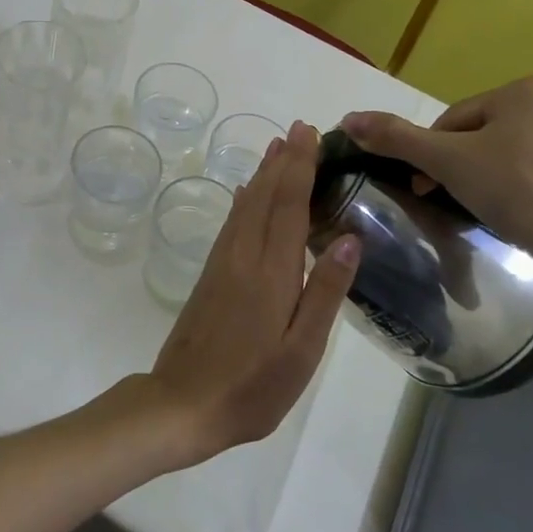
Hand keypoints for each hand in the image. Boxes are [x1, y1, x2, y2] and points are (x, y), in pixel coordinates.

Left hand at [145, 122, 359, 465]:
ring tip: (276, 148)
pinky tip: (246, 195)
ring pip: (245, 205)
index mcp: (271, 271)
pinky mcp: (210, 274)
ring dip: (263, 174)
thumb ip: (324, 292)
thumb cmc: (252, 385)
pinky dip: (245, 200)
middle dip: (283, 160)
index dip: (300, 167)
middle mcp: (243, 255)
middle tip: (299, 129)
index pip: (289, 205)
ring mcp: (222, 263)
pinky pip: (232, 222)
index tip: (310, 135)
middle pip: (265, 196)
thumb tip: (350, 238)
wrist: (183, 402)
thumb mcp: (301, 350)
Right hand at [342, 77, 532, 293]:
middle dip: (465, 165)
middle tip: (456, 199)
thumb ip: (396, 138)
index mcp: (527, 90)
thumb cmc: (516, 193)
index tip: (426, 187)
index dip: (432, 153)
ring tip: (490, 210)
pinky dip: (529, 190)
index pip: (456, 118)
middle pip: (487, 134)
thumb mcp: (446, 162)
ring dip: (495, 176)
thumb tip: (348, 119)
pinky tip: (525, 217)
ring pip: (517, 153)